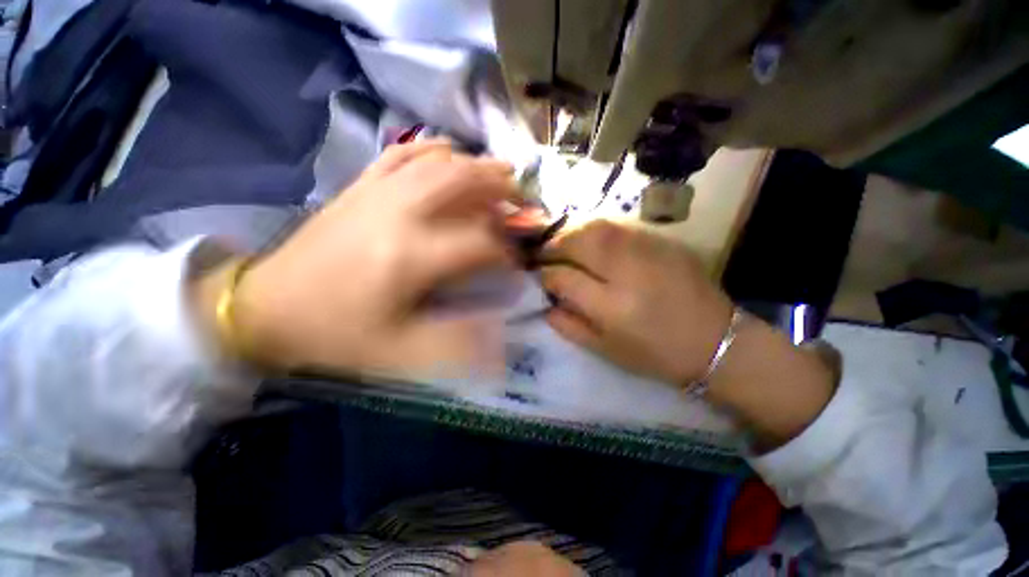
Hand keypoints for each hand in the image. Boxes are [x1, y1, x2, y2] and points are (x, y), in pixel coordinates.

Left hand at [225, 140, 518, 379]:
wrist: (268, 308)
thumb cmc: (338, 333)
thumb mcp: (400, 351)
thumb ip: (456, 342)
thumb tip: (499, 334)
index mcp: (411, 256)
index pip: (479, 243)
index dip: (507, 252)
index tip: (517, 262)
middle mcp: (399, 213)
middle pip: (462, 183)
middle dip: (500, 188)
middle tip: (522, 197)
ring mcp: (377, 192)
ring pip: (437, 162)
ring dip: (475, 165)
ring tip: (500, 171)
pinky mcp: (360, 187)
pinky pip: (401, 154)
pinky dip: (431, 148)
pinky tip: (448, 151)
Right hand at [540, 220, 835, 448]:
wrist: (715, 342)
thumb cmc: (655, 354)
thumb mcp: (605, 350)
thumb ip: (569, 326)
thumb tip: (545, 303)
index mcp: (612, 307)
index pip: (563, 278)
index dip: (544, 275)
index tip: (537, 277)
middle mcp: (627, 272)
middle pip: (579, 242)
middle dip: (553, 244)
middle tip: (543, 252)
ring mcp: (648, 251)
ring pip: (598, 227)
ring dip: (572, 231)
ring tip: (562, 243)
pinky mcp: (664, 242)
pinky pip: (620, 226)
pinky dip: (597, 229)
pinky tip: (591, 239)